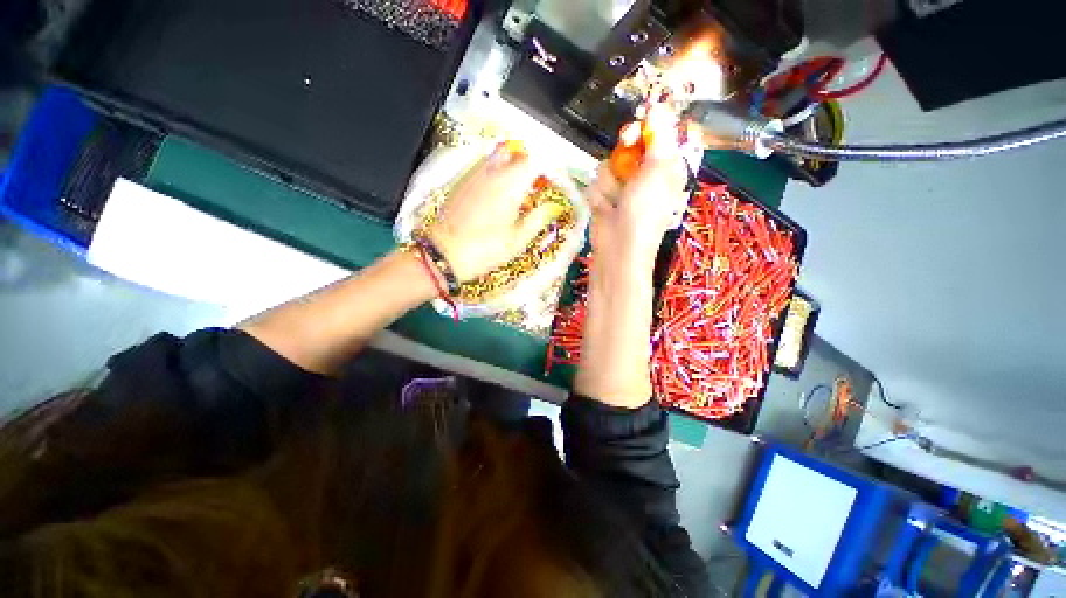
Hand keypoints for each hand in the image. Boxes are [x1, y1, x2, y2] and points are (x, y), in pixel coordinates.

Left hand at [428, 143, 560, 281]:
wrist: (446, 252)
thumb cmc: (484, 249)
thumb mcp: (517, 240)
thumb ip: (537, 219)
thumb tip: (552, 208)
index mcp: (509, 187)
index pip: (532, 162)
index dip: (544, 168)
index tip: (549, 180)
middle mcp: (492, 175)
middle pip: (514, 153)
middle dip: (527, 163)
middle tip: (532, 182)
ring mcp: (474, 176)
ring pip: (496, 155)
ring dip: (509, 163)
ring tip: (514, 185)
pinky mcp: (462, 182)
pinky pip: (481, 165)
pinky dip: (493, 170)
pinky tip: (494, 190)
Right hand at [587, 116, 689, 269]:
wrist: (618, 246)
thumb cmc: (645, 211)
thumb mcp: (658, 171)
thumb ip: (657, 137)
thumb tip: (658, 108)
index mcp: (666, 167)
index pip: (658, 135)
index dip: (647, 128)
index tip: (639, 124)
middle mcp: (645, 174)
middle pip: (630, 145)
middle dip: (624, 152)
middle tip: (624, 153)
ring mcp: (623, 186)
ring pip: (610, 163)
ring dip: (610, 182)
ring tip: (615, 200)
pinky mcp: (604, 196)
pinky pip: (598, 182)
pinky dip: (600, 195)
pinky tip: (605, 208)